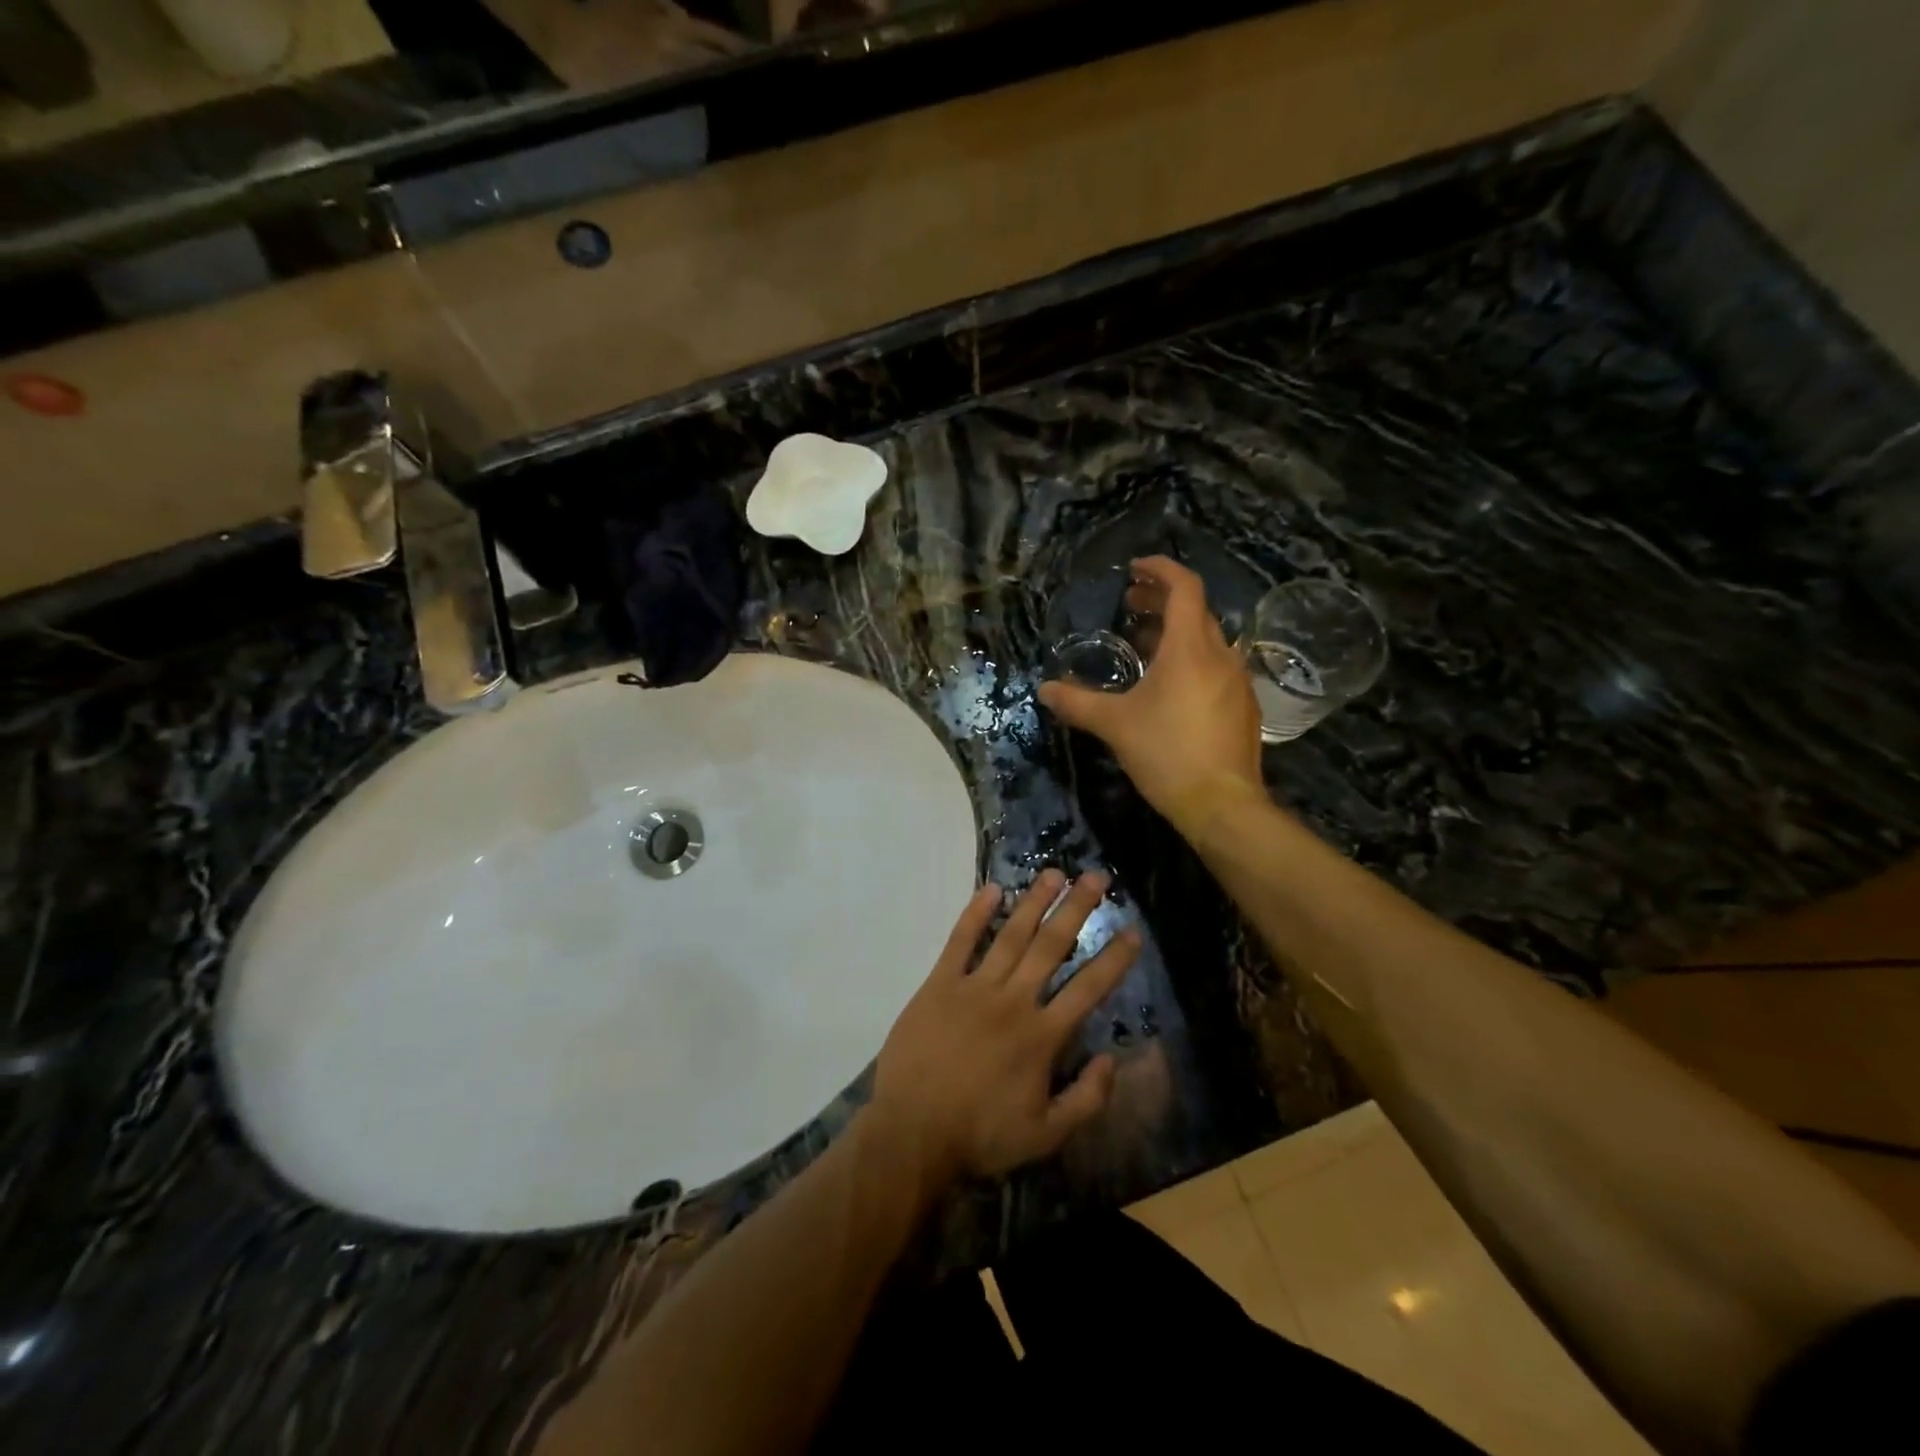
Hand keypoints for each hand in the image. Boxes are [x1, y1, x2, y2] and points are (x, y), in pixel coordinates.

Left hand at [869, 870, 1139, 1187]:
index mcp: (1042, 1036)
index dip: (1113, 958)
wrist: (912, 1134)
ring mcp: (974, 987)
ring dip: (1034, 902)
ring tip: (1054, 873)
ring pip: (1011, 935)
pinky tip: (992, 889)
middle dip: (1077, 909)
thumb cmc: (980, 1135)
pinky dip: (976, 913)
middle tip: (1096, 877)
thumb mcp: (1046, 1136)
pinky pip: (960, 941)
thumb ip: (1086, 1099)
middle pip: (1051, 946)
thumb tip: (1111, 1058)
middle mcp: (1013, 1000)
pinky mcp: (939, 984)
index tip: (1132, 930)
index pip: (1088, 988)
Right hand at [1038, 556, 1265, 839]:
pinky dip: (1192, 661)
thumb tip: (1044, 690)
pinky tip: (1172, 687)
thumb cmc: (1166, 753)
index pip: (1184, 588)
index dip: (1160, 570)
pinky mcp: (1244, 707)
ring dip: (1176, 634)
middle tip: (1130, 607)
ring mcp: (1237, 681)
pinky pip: (1217, 668)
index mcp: (1189, 648)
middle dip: (1161, 603)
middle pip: (1195, 612)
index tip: (1135, 569)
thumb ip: (1077, 703)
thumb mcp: (1114, 725)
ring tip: (1145, 646)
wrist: (1222, 804)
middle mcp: (1220, 655)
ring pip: (1207, 642)